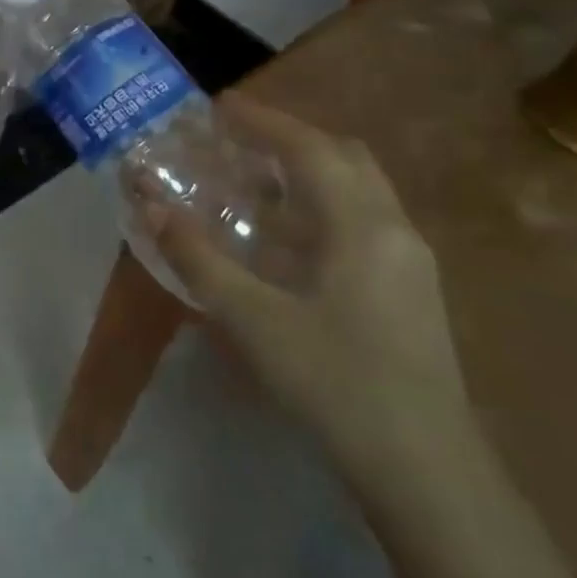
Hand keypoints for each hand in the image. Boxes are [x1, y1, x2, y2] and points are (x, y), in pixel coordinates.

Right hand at [141, 96, 477, 495]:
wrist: (426, 470)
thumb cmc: (335, 383)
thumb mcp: (252, 319)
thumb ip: (198, 258)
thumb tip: (150, 207)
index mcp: (362, 226)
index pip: (310, 148)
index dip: (263, 121)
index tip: (219, 108)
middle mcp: (394, 229)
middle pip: (344, 158)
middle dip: (289, 139)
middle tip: (235, 142)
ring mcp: (409, 261)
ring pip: (357, 190)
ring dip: (306, 173)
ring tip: (251, 182)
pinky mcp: (409, 290)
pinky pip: (362, 221)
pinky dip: (320, 207)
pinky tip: (284, 240)